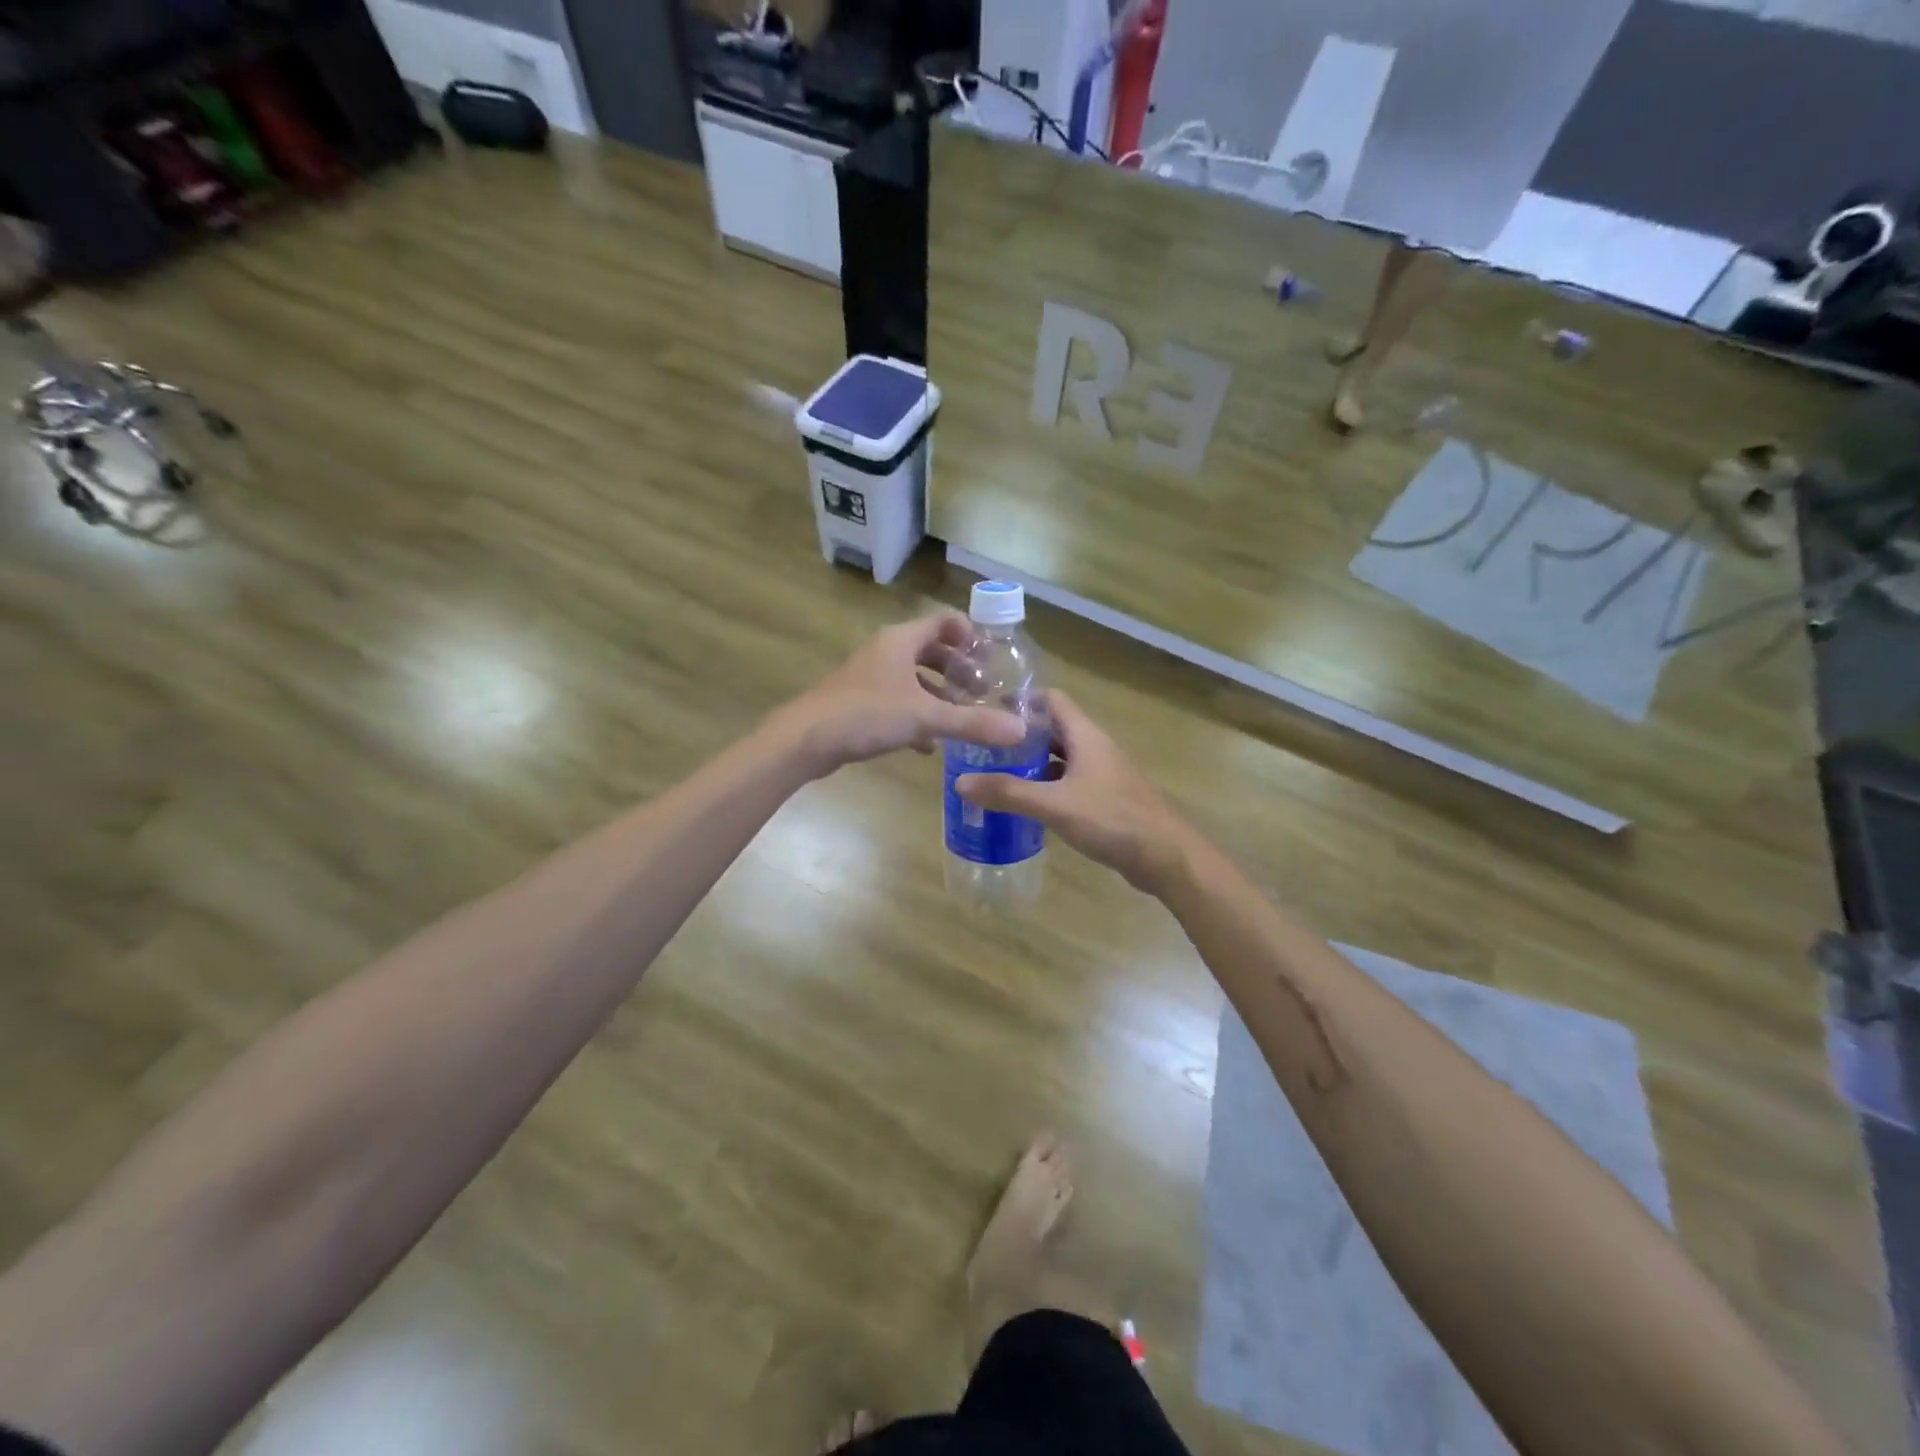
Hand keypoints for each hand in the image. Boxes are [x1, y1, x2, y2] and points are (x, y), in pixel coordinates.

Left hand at [784, 613, 1026, 775]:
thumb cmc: (867, 714)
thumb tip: (1020, 730)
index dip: (971, 637)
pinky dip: (917, 716)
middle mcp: (886, 651)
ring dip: (940, 695)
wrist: (805, 739)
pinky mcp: (859, 702)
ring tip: (963, 718)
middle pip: (931, 651)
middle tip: (983, 693)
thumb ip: (972, 723)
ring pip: (914, 679)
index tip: (991, 661)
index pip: (944, 622)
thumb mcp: (926, 717)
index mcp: (901, 641)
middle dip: (959, 671)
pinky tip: (929, 745)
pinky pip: (898, 701)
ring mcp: (870, 677)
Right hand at [955, 690, 1193, 892]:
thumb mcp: (1054, 805)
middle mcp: (1095, 747)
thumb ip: (1008, 793)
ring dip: (1033, 763)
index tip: (987, 710)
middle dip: (1020, 735)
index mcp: (1086, 735)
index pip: (1051, 699)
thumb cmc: (1112, 820)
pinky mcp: (1107, 798)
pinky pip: (1070, 782)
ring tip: (996, 774)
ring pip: (1062, 758)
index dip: (1020, 700)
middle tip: (983, 747)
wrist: (1167, 856)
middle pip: (1054, 729)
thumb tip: (960, 781)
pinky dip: (1048, 786)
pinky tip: (1027, 804)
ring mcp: (1103, 774)